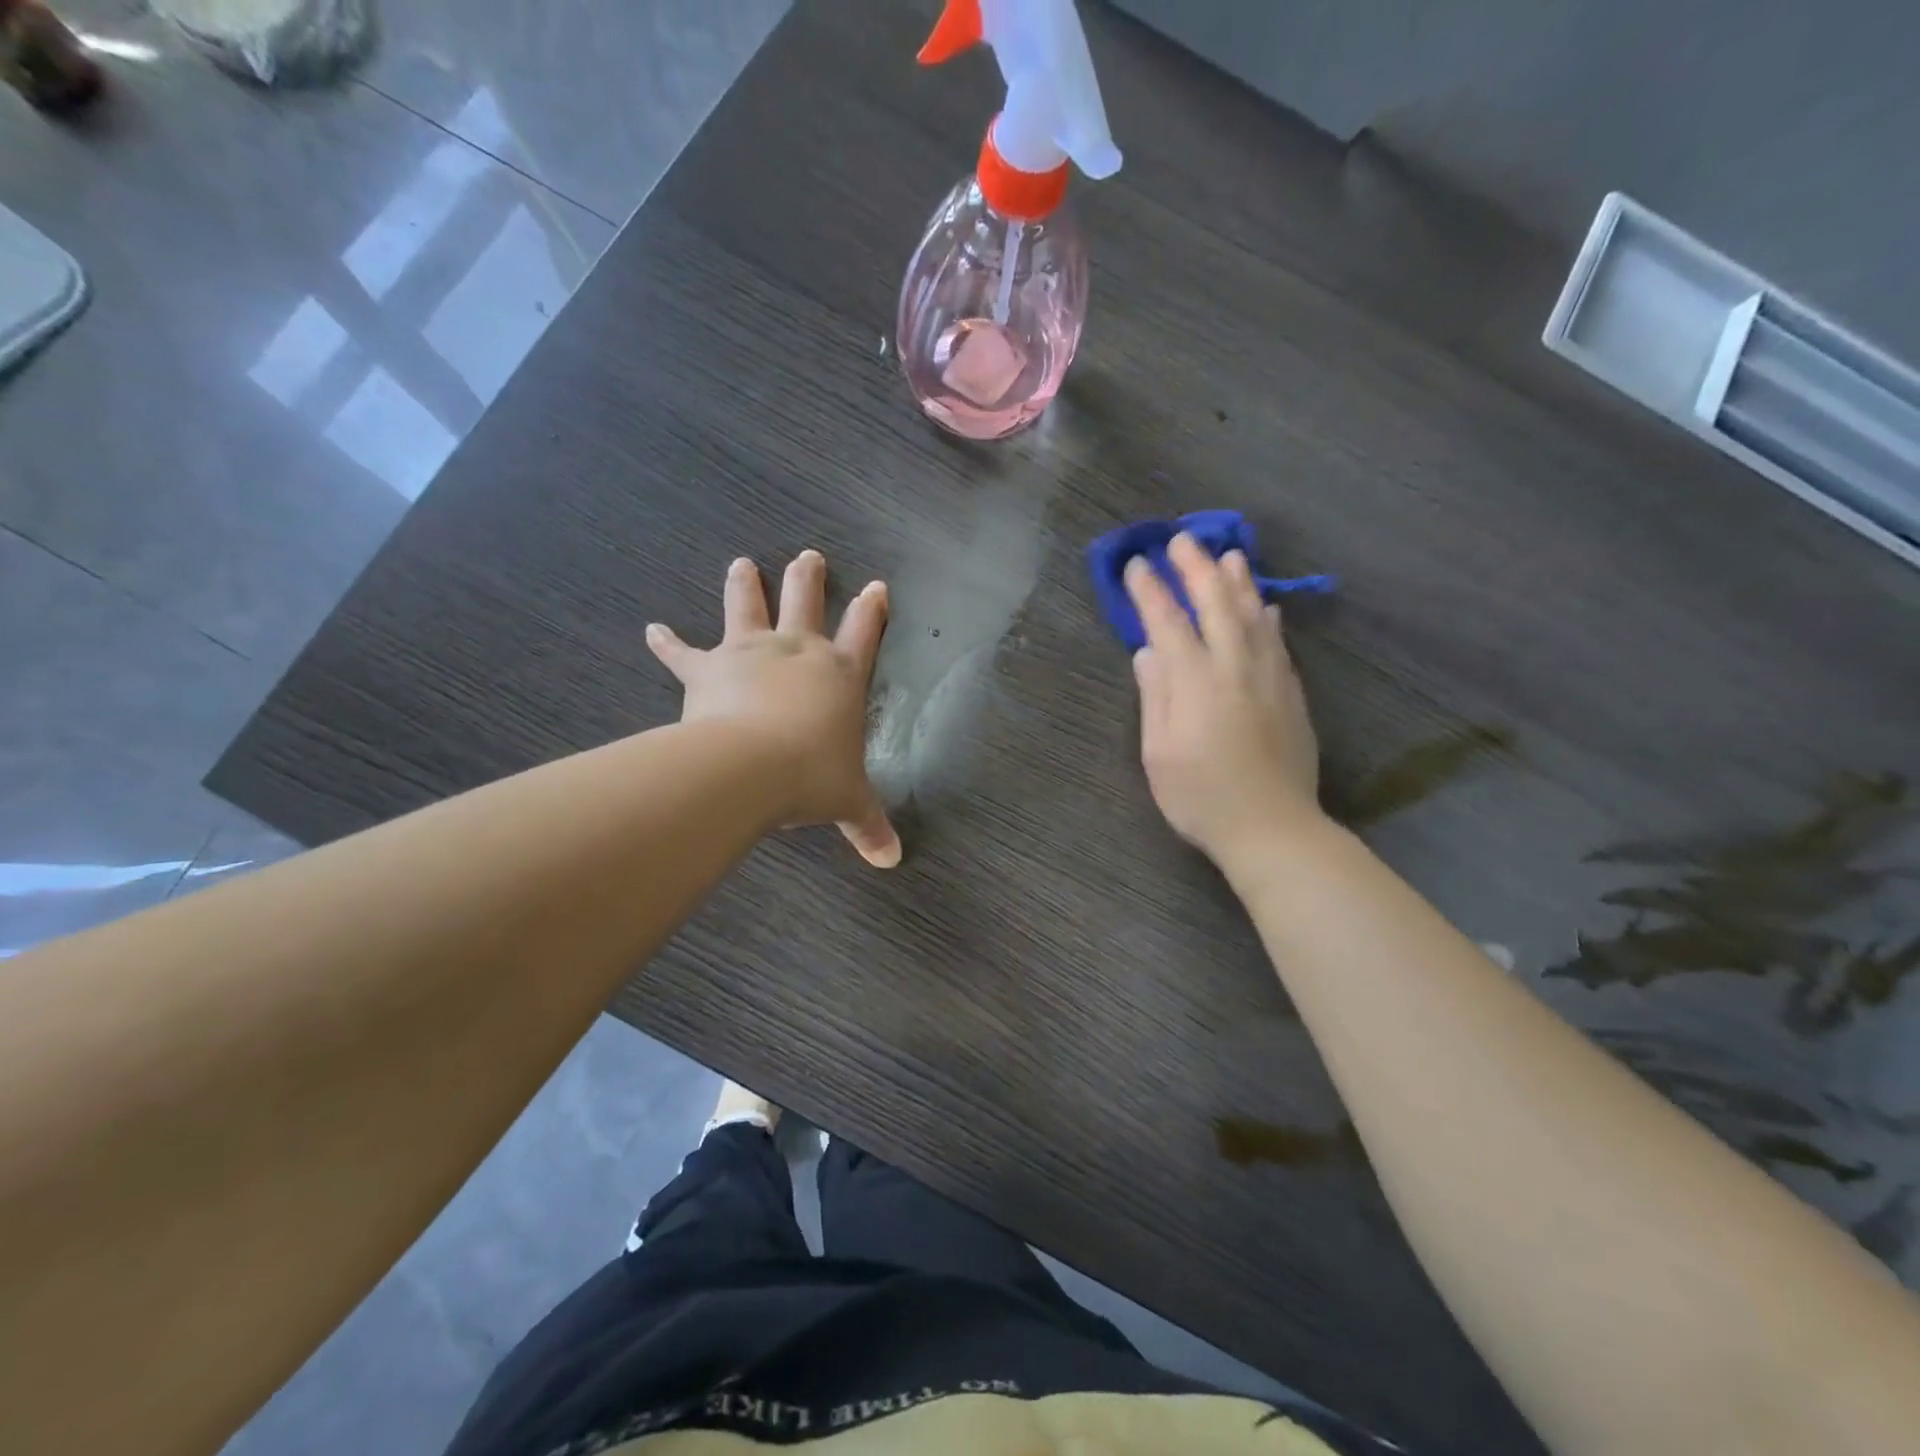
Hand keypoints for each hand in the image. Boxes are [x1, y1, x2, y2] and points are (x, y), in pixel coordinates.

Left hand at [646, 550, 900, 867]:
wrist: (753, 766)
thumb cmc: (813, 776)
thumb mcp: (849, 802)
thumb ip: (870, 826)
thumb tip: (892, 861)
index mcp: (841, 674)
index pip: (865, 632)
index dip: (873, 610)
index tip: (877, 586)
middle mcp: (799, 651)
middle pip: (806, 601)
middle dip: (808, 578)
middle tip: (808, 556)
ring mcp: (751, 653)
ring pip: (749, 607)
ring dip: (746, 584)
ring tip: (741, 563)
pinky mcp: (709, 668)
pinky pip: (683, 653)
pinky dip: (667, 643)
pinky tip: (652, 629)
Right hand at [1125, 534, 1323, 862]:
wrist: (1271, 826)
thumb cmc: (1200, 795)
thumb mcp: (1159, 752)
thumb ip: (1155, 695)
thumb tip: (1148, 652)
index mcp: (1194, 681)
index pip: (1168, 622)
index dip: (1150, 591)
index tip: (1137, 565)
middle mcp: (1233, 667)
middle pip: (1215, 605)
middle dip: (1196, 569)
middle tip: (1182, 540)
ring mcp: (1268, 677)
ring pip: (1253, 615)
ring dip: (1238, 582)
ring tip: (1228, 555)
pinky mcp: (1291, 693)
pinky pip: (1278, 641)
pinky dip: (1268, 616)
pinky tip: (1265, 605)